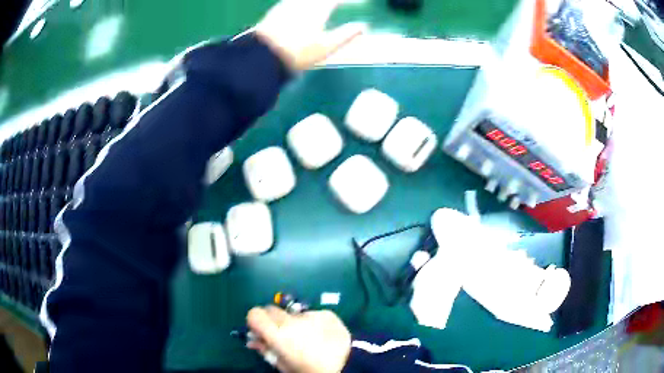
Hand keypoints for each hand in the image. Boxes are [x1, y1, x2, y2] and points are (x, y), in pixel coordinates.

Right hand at [247, 306, 351, 372]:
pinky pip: (311, 314)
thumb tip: (253, 340)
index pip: (255, 314)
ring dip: (294, 322)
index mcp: (278, 334)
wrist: (348, 365)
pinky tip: (322, 335)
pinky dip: (312, 322)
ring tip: (307, 338)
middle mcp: (291, 320)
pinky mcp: (326, 313)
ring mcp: (311, 314)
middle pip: (272, 309)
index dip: (256, 322)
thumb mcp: (284, 366)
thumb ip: (266, 350)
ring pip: (293, 313)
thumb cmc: (311, 370)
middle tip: (283, 335)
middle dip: (273, 320)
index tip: (262, 331)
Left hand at [254, 0, 365, 70]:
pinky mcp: (276, 10)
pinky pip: (293, 1)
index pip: (336, 0)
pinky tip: (304, 6)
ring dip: (318, 2)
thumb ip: (346, 34)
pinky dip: (302, 3)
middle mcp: (304, 3)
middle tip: (338, 5)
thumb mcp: (326, 47)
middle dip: (332, 2)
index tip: (357, 2)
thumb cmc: (298, 53)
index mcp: (318, 9)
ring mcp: (288, 4)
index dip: (347, 1)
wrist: (262, 56)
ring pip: (306, 0)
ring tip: (325, 6)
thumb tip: (363, 26)